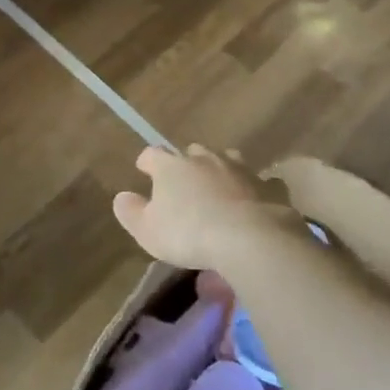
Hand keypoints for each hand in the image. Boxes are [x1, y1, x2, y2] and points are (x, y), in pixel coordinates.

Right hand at [111, 145, 298, 270]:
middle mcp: (205, 159)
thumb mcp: (147, 231)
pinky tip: (255, 202)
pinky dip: (255, 190)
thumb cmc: (189, 233)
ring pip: (227, 159)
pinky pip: (261, 182)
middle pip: (192, 151)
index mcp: (172, 166)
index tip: (144, 169)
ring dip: (221, 170)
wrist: (249, 238)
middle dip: (187, 162)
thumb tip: (121, 197)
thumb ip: (131, 212)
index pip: (153, 153)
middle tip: (185, 182)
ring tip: (219, 187)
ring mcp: (239, 169)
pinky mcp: (268, 186)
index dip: (147, 161)